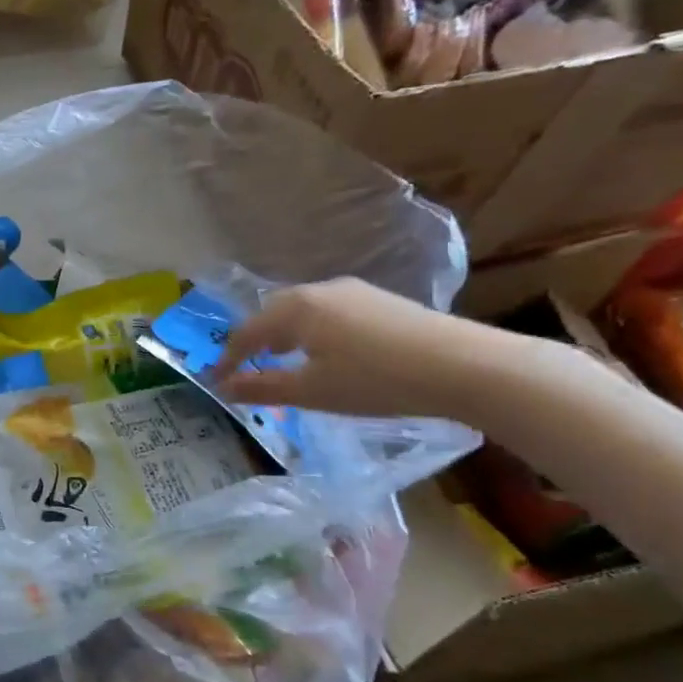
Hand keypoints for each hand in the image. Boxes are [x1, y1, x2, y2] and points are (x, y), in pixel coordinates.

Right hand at [209, 278, 528, 420]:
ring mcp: (354, 292)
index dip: (229, 358)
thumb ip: (263, 387)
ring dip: (286, 334)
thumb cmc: (375, 380)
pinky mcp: (381, 301)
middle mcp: (320, 290)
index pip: (247, 331)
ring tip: (285, 359)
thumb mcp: (311, 391)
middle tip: (248, 365)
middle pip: (273, 312)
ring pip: (303, 310)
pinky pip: (329, 312)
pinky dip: (313, 331)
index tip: (217, 381)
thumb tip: (224, 388)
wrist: (465, 366)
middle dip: (256, 339)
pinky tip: (327, 352)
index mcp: (296, 308)